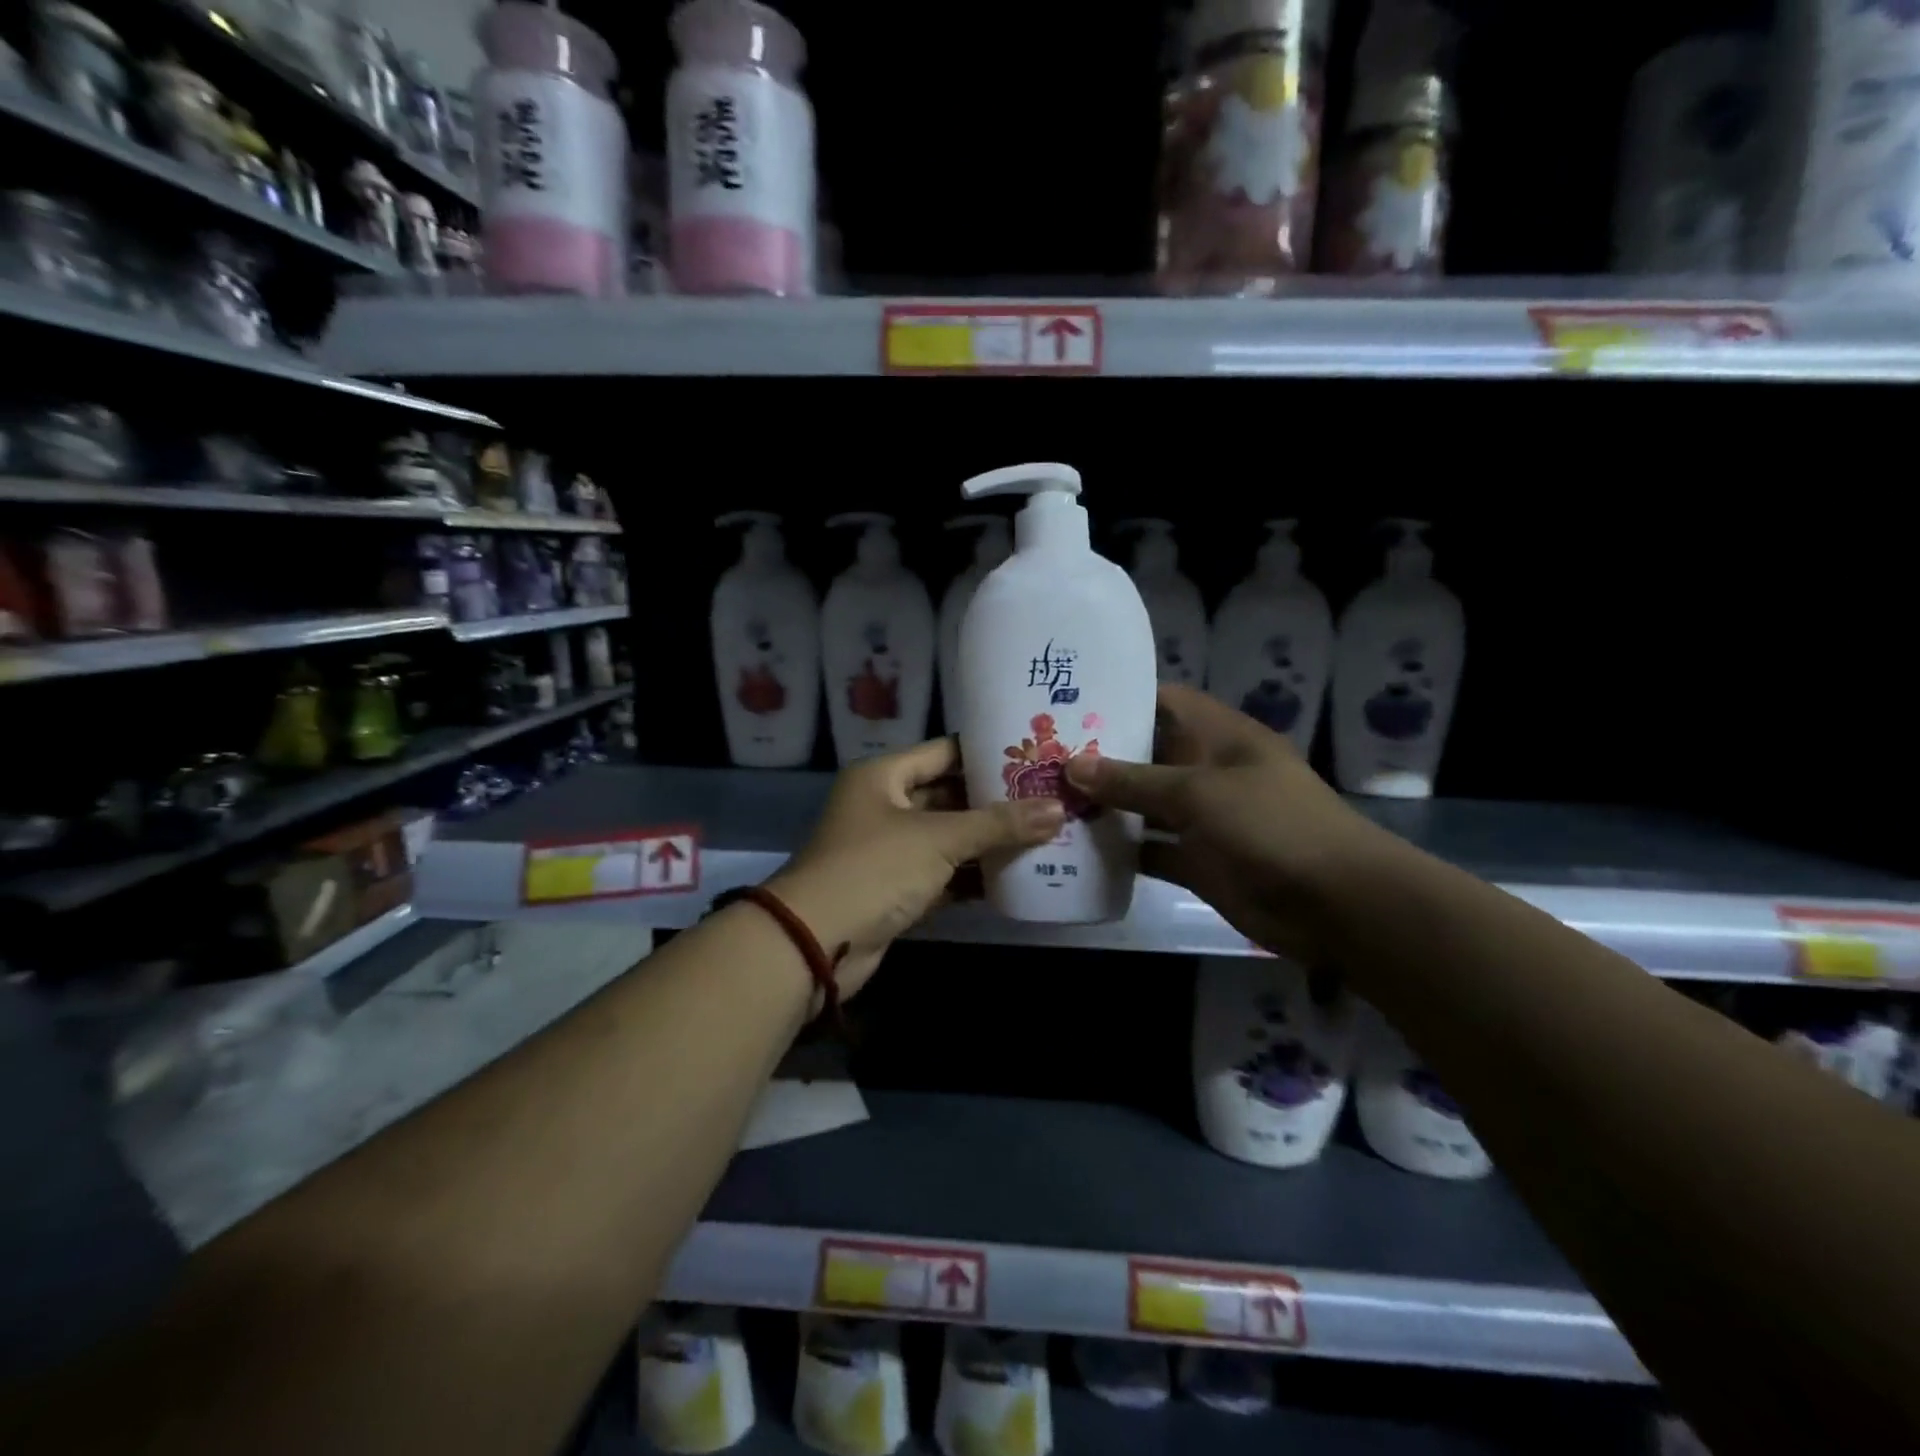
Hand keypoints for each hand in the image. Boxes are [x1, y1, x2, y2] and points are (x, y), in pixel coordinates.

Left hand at [768, 737, 1065, 996]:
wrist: (817, 943)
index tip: (1034, 753)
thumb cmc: (875, 868)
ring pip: (948, 838)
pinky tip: (1016, 875)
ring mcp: (889, 850)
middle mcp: (884, 806)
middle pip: (949, 795)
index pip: (944, 752)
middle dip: (995, 801)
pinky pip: (943, 874)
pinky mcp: (896, 890)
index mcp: (883, 776)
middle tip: (1048, 797)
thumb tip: (1059, 809)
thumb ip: (998, 824)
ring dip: (989, 841)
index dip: (988, 752)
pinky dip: (973, 876)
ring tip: (1044, 833)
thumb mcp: (939, 838)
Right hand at [1064, 685, 1391, 962]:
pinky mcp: (1200, 862)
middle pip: (1148, 755)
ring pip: (1145, 805)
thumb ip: (1134, 779)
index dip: (1121, 698)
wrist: (1335, 904)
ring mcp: (1204, 819)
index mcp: (1219, 737)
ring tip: (1046, 798)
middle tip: (1041, 755)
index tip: (1068, 702)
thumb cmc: (1271, 825)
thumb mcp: (1199, 792)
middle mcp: (1209, 771)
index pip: (1165, 702)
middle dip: (1101, 756)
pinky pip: (1152, 850)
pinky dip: (1123, 851)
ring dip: (1106, 805)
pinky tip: (1077, 849)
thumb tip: (1072, 765)